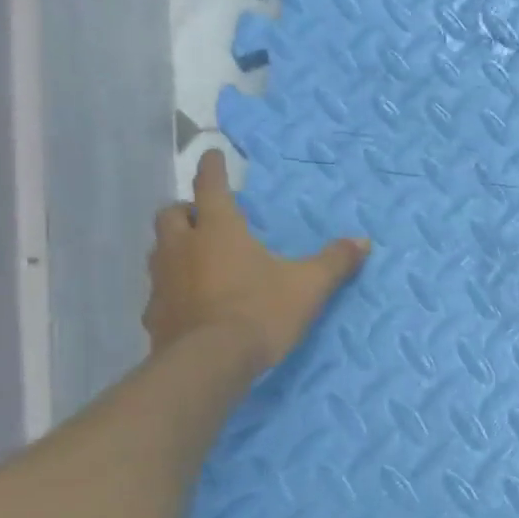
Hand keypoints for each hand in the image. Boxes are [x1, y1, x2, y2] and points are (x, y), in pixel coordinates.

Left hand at [143, 149, 367, 371]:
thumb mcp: (308, 286)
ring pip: (159, 249)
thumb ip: (334, 261)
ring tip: (197, 256)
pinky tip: (190, 300)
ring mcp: (162, 280)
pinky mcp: (155, 312)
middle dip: (187, 210)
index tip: (212, 155)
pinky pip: (159, 288)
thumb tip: (363, 241)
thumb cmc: (260, 311)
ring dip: (176, 245)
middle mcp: (182, 246)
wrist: (210, 362)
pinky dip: (173, 285)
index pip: (210, 187)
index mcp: (219, 231)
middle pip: (172, 214)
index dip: (212, 169)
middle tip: (206, 217)